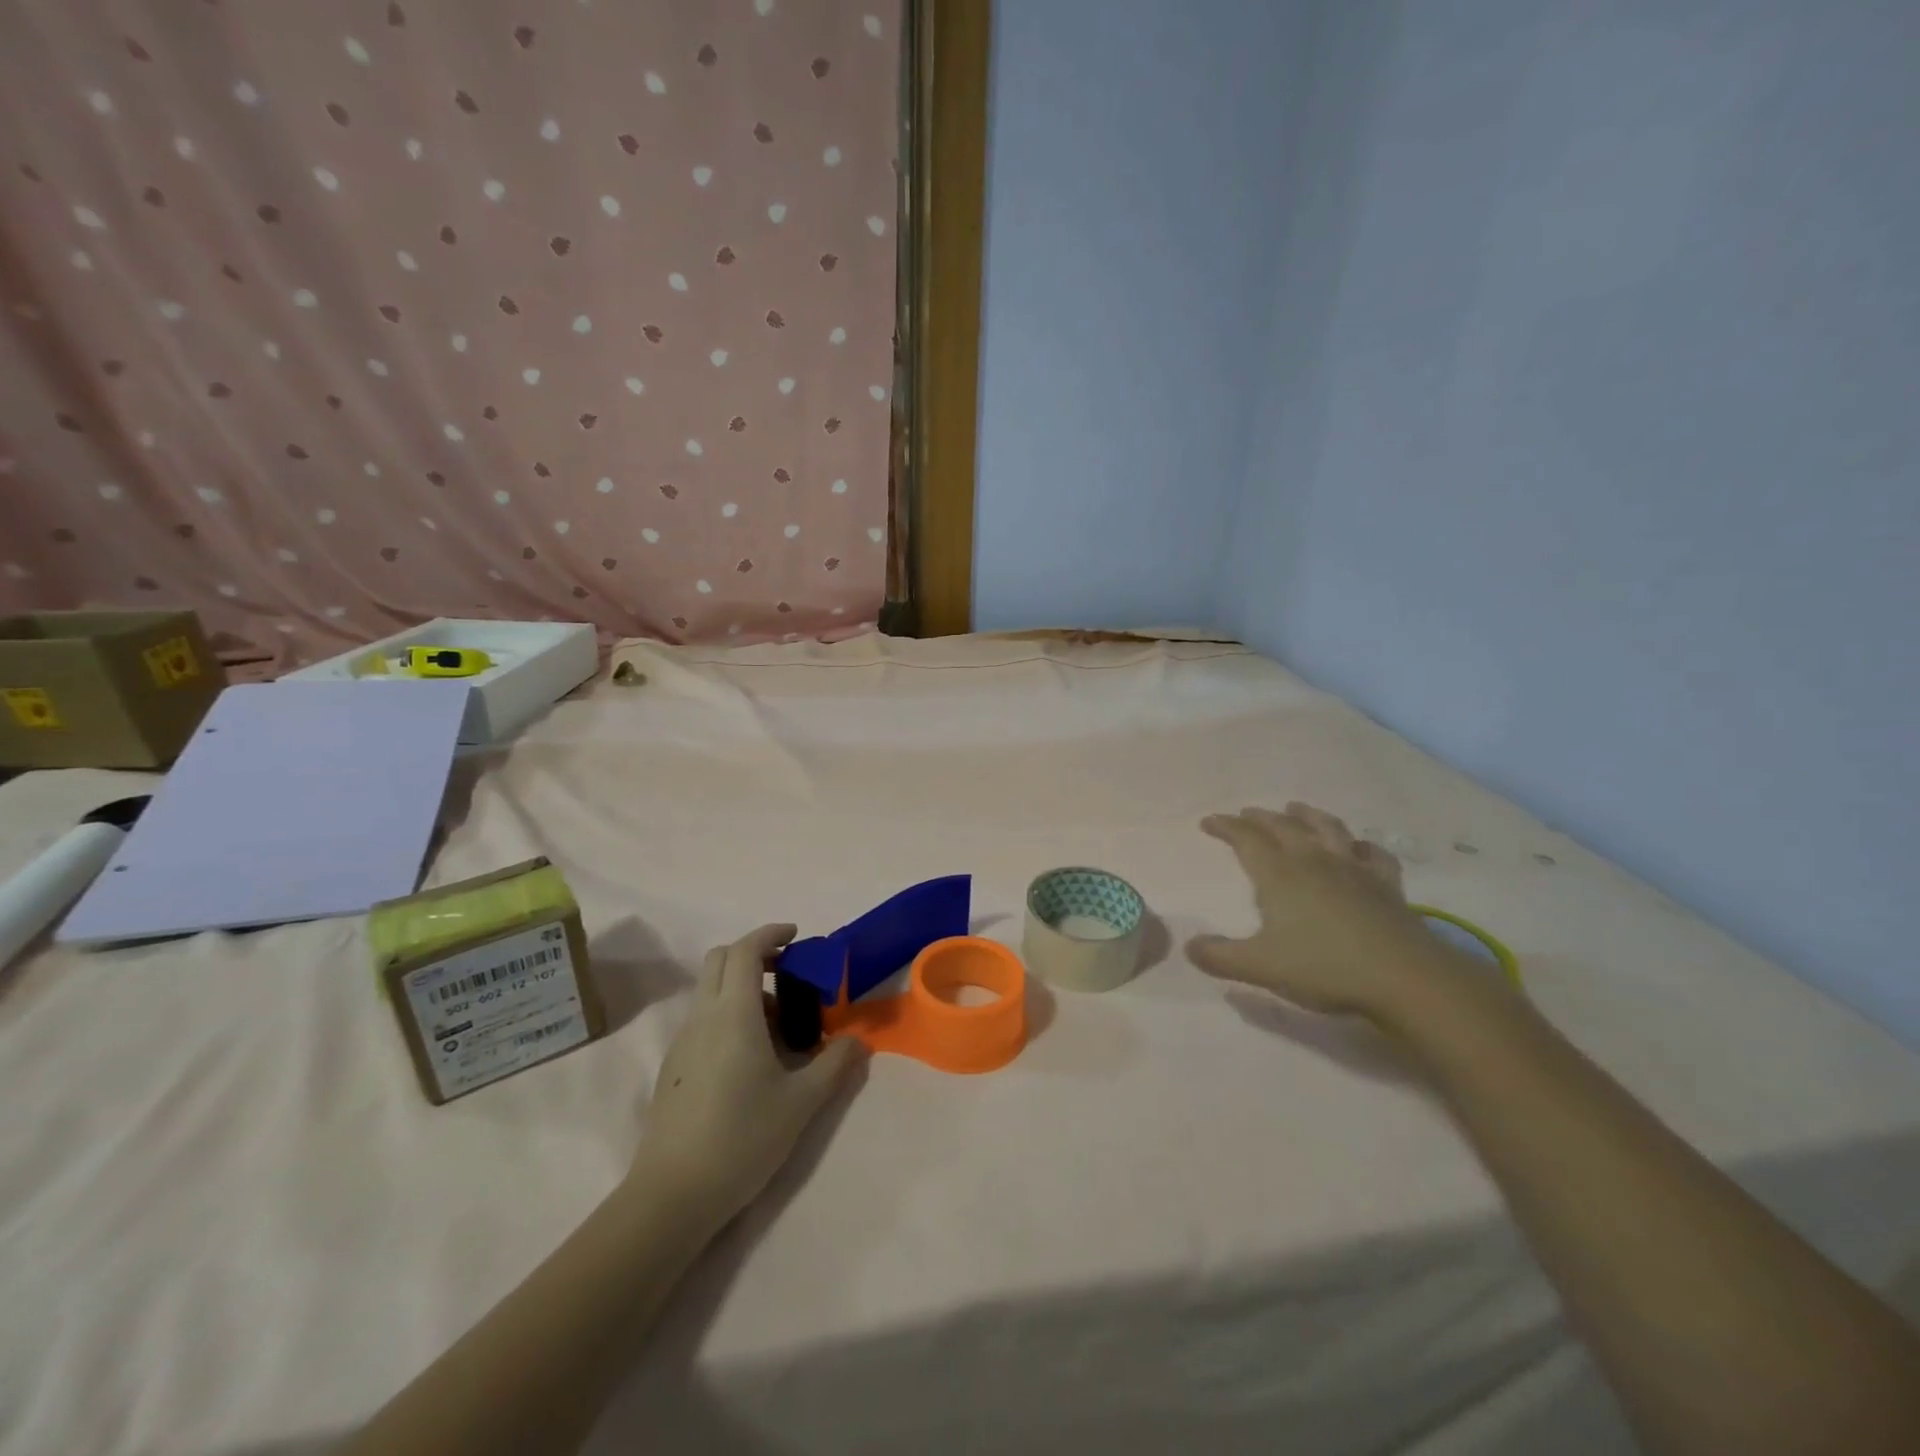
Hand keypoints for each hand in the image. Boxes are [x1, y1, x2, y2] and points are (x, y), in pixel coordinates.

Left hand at [635, 924, 863, 1228]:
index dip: (770, 934)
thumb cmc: (742, 1138)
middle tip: (788, 973)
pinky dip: (728, 1013)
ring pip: (710, 990)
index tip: (796, 936)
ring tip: (779, 1025)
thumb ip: (836, 1064)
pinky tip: (751, 1056)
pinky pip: (702, 1018)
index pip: (745, 950)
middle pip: (720, 959)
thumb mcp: (802, 1102)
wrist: (672, 1195)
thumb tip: (857, 1041)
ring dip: (743, 987)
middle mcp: (703, 1017)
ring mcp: (682, 1041)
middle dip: (754, 953)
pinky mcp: (673, 1066)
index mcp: (734, 1014)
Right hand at [1187, 803, 1490, 1022]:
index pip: (1246, 839)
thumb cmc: (1325, 968)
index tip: (1208, 821)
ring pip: (1327, 829)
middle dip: (1260, 817)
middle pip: (1283, 827)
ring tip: (1295, 808)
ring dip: (1307, 815)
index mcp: (1279, 875)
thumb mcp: (1261, 967)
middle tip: (1245, 813)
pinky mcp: (1386, 885)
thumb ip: (1220, 956)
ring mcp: (1354, 869)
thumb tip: (1189, 947)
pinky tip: (1358, 847)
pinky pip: (1373, 854)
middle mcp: (1314, 861)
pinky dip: (1361, 845)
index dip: (1225, 827)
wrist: (1405, 978)